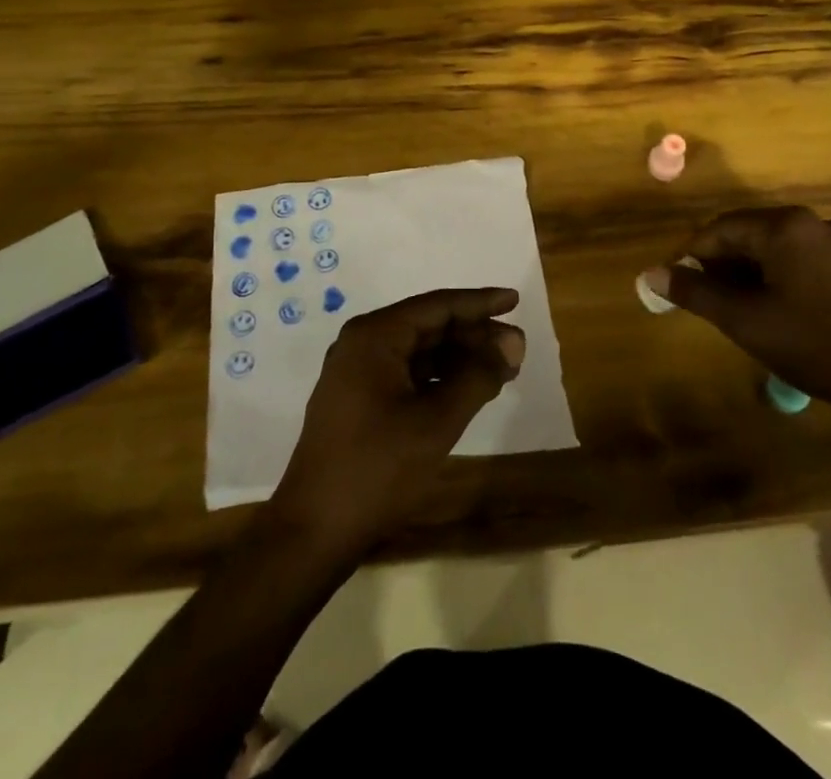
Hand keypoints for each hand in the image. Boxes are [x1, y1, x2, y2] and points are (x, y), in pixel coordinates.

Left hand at [269, 287, 524, 553]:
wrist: (314, 531)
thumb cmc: (377, 468)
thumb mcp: (437, 421)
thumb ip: (478, 376)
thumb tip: (512, 343)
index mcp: (375, 336)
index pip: (438, 306)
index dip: (480, 303)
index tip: (514, 300)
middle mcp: (363, 343)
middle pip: (429, 326)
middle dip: (474, 336)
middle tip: (517, 349)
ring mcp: (357, 372)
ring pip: (420, 352)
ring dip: (460, 358)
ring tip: (502, 370)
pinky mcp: (358, 400)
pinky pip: (407, 373)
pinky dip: (440, 378)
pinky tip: (468, 390)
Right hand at [643, 206, 830, 415]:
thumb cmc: (812, 344)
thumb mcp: (744, 320)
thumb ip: (694, 293)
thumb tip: (651, 274)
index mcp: (784, 227)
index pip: (721, 229)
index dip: (693, 256)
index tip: (679, 285)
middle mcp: (810, 222)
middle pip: (747, 234)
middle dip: (721, 265)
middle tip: (706, 300)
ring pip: (772, 247)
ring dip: (747, 271)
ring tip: (736, 308)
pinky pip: (797, 258)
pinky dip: (775, 275)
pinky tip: (773, 308)